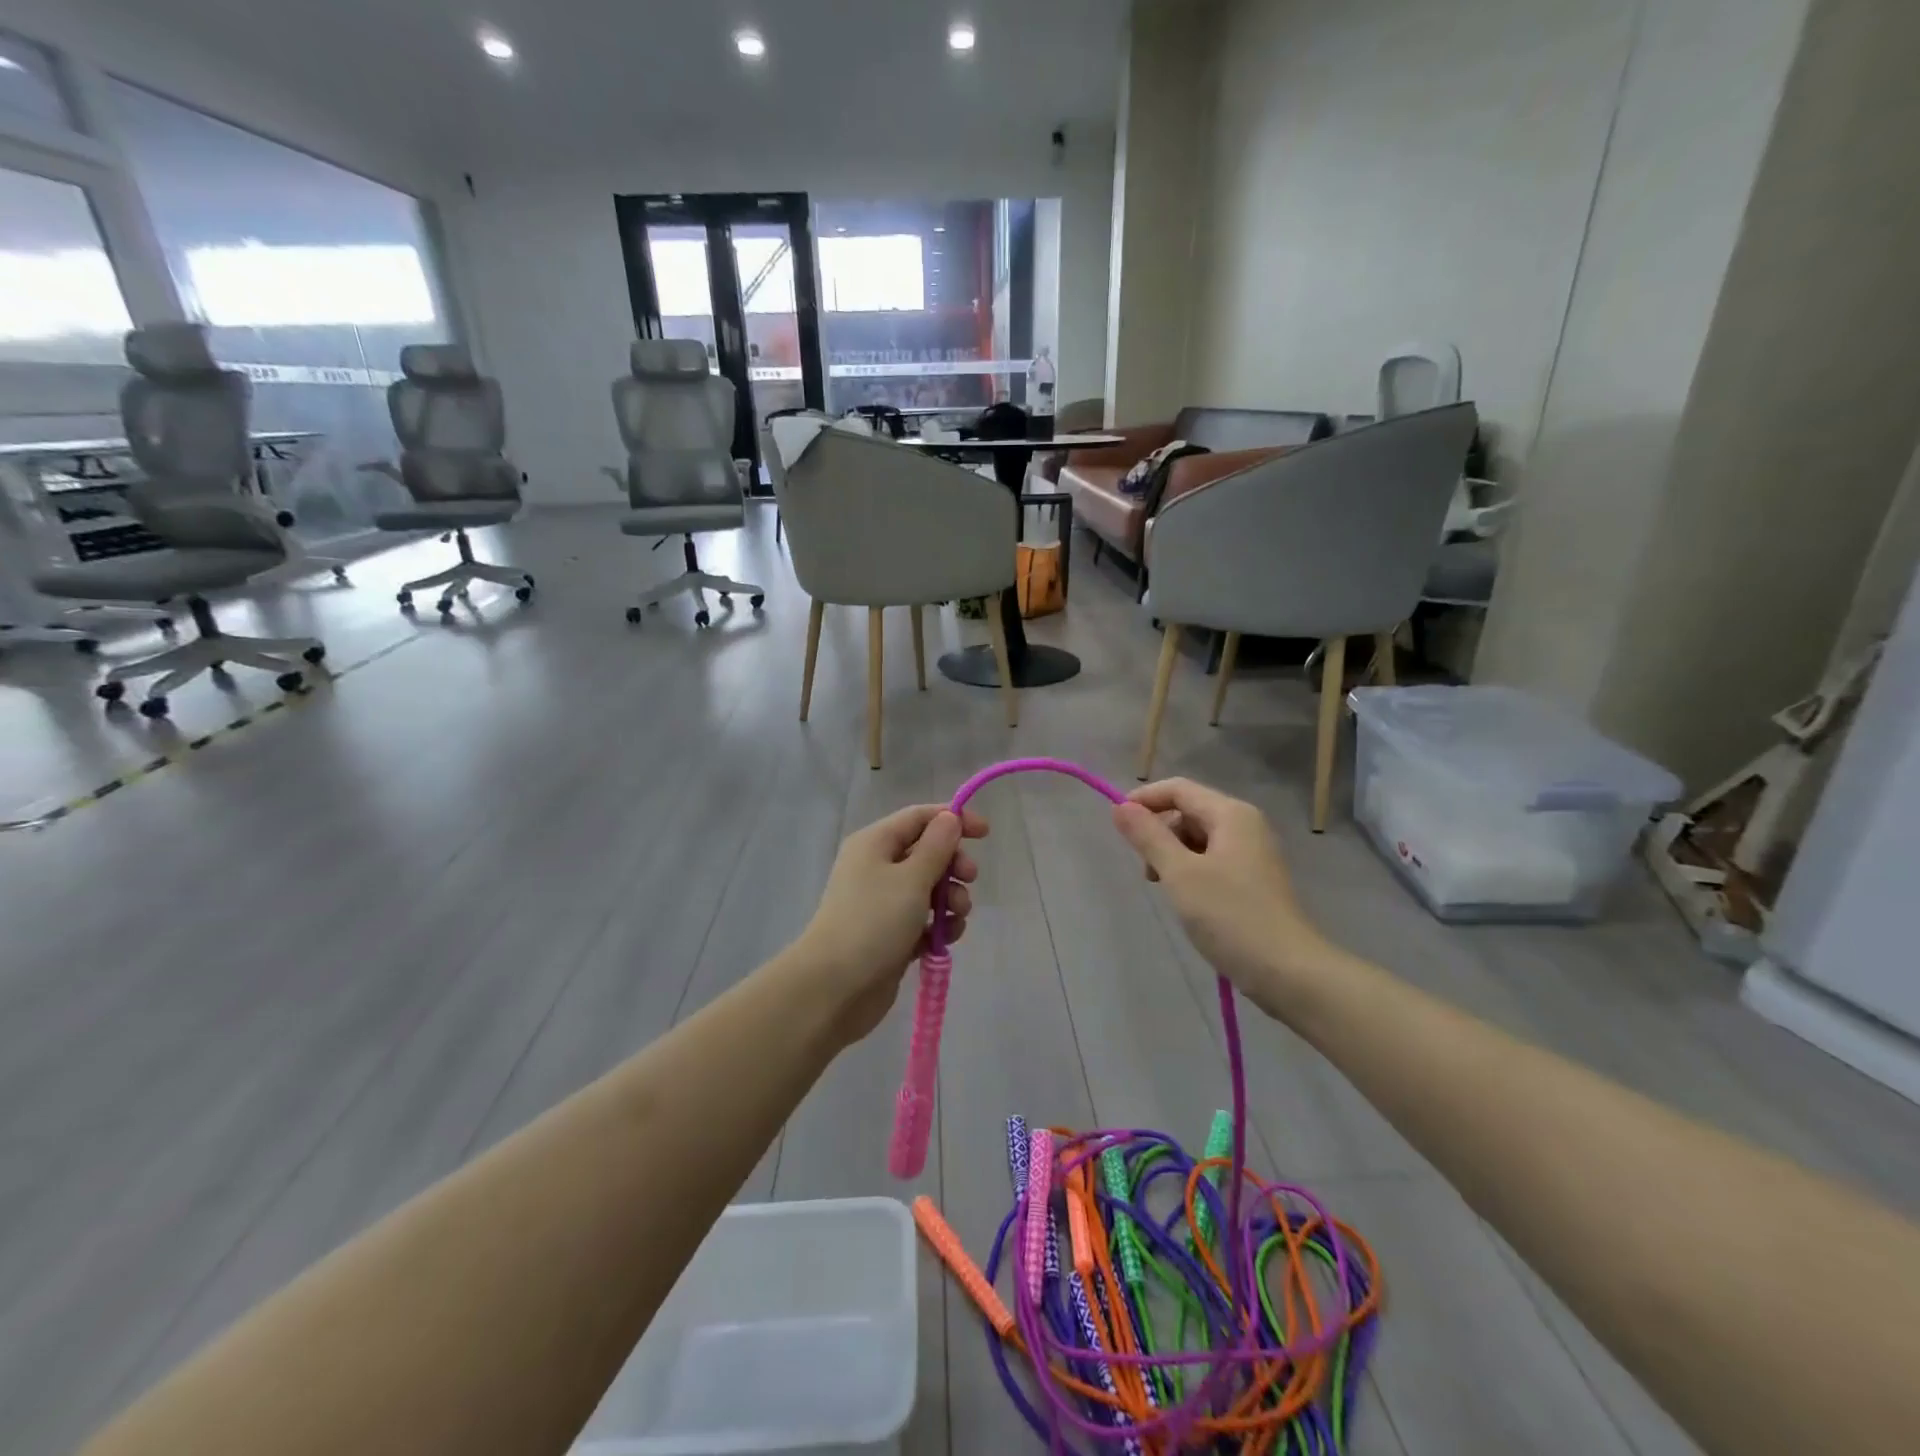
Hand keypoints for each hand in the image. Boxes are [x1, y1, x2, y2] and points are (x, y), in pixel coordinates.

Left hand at [795, 804, 988, 1041]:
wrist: (835, 988)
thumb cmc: (874, 922)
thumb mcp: (912, 878)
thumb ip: (937, 846)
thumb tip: (949, 817)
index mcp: (875, 843)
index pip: (919, 817)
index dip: (953, 819)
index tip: (985, 833)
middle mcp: (877, 867)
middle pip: (927, 852)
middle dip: (953, 864)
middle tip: (970, 879)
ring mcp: (882, 903)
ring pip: (929, 888)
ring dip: (951, 898)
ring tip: (956, 916)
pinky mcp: (890, 934)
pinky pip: (923, 919)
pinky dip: (938, 925)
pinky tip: (945, 938)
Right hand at [1113, 778, 1327, 1006]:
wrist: (1289, 973)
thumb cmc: (1230, 916)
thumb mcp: (1179, 873)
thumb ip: (1148, 836)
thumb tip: (1120, 807)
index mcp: (1231, 814)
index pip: (1178, 789)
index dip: (1144, 800)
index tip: (1117, 825)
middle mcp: (1245, 825)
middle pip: (1189, 811)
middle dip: (1159, 832)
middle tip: (1146, 872)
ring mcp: (1252, 853)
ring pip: (1198, 838)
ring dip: (1173, 855)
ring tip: (1165, 888)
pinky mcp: (1253, 880)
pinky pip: (1212, 860)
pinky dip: (1191, 871)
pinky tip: (1187, 899)